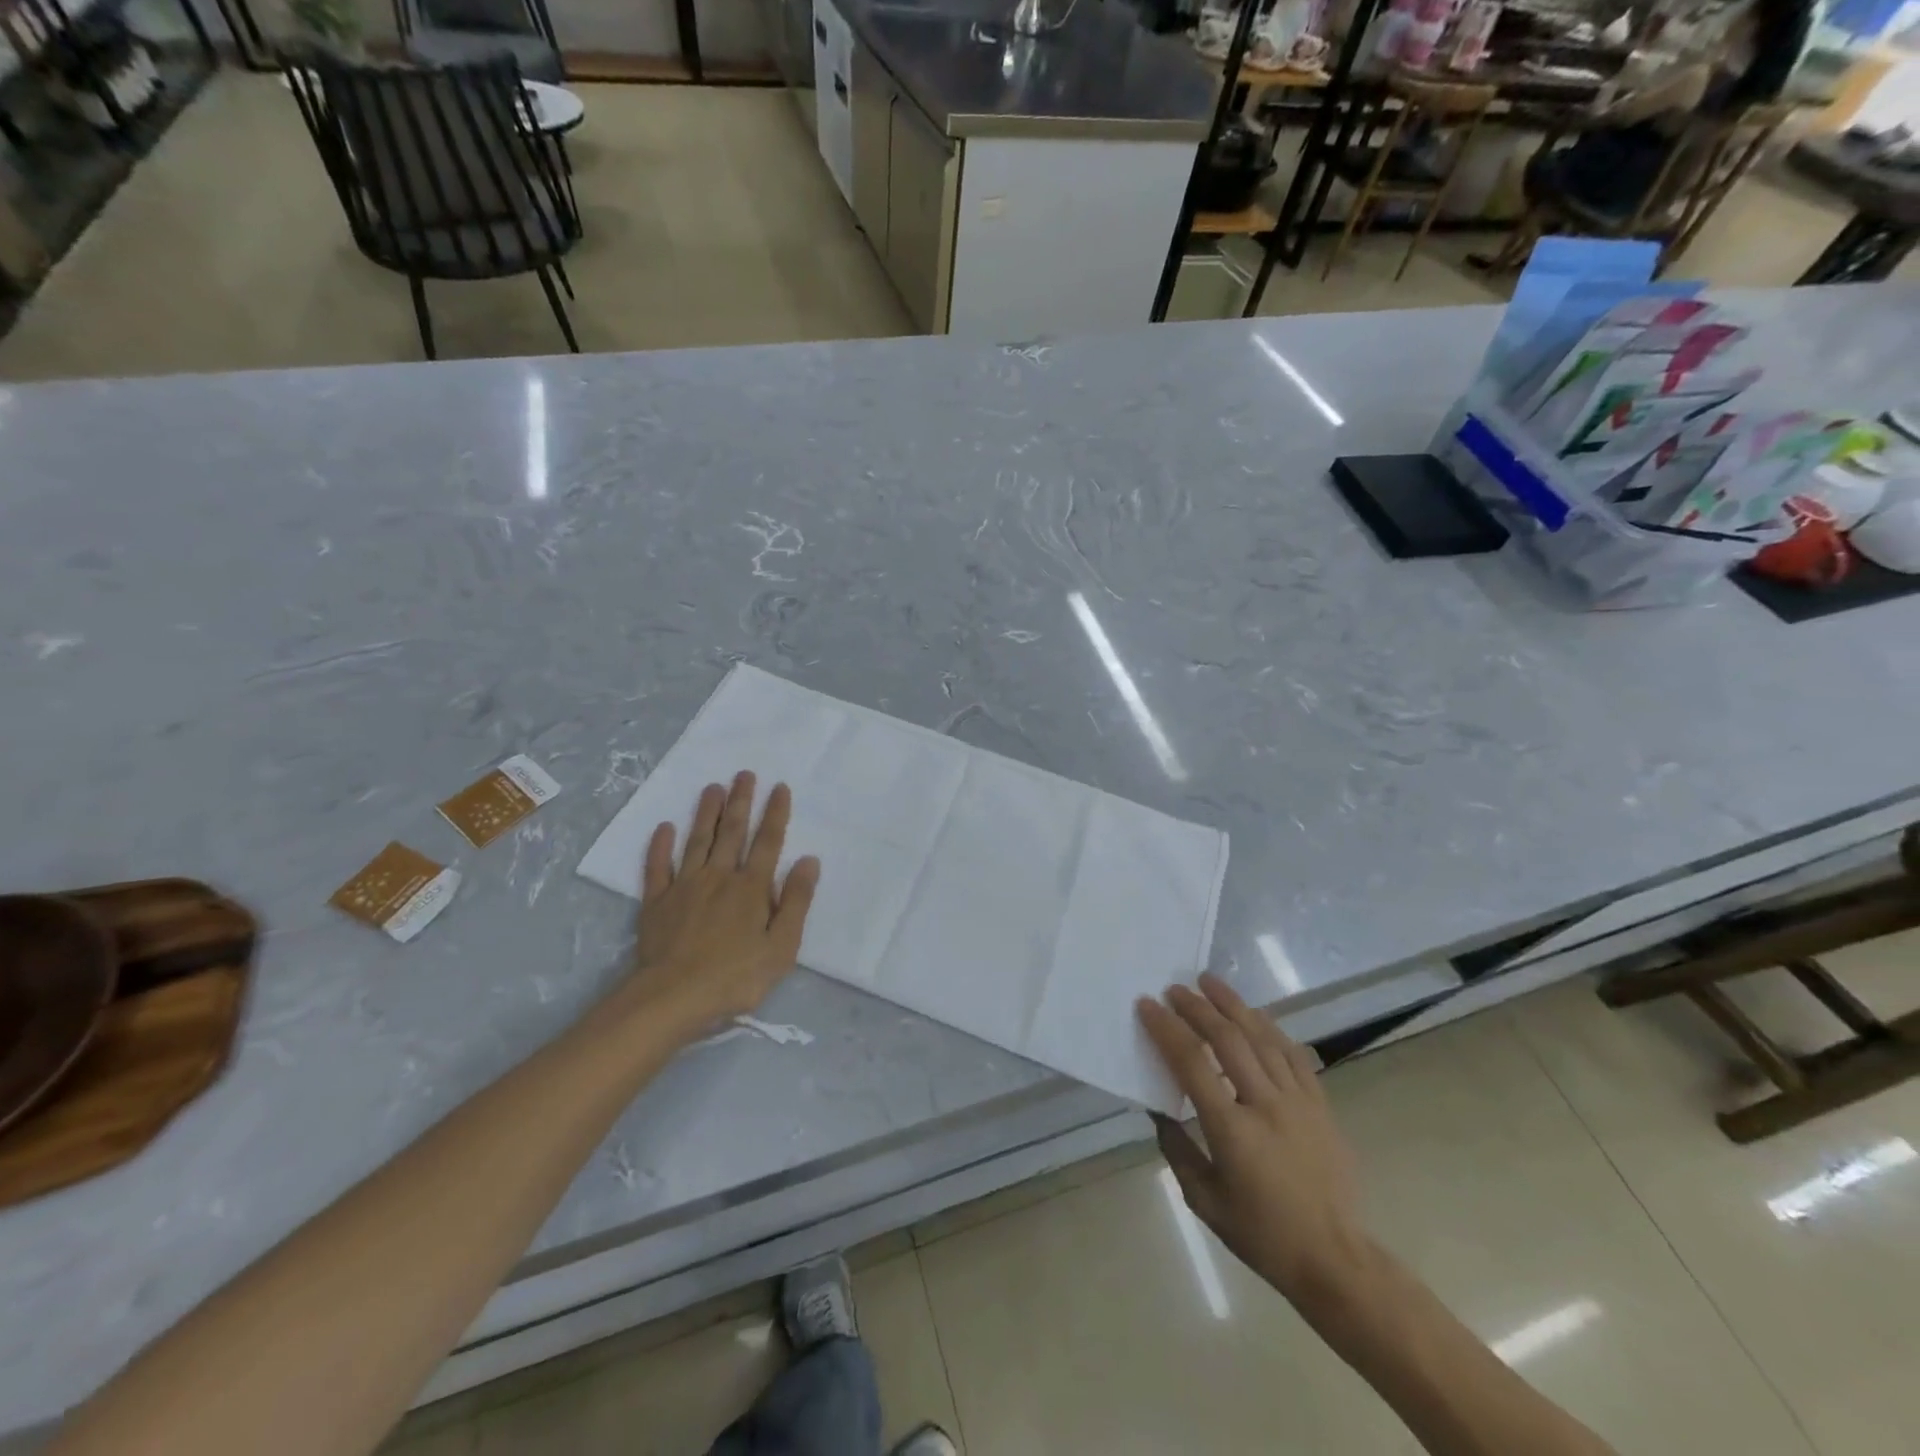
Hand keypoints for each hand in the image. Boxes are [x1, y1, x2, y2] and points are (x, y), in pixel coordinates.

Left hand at [625, 771, 819, 1043]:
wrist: (673, 998)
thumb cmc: (736, 976)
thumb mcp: (782, 946)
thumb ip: (796, 901)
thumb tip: (809, 860)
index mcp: (752, 888)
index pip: (768, 842)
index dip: (775, 813)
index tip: (779, 787)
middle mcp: (719, 877)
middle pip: (732, 832)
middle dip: (740, 801)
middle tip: (744, 774)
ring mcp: (684, 887)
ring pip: (697, 841)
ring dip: (706, 813)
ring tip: (712, 787)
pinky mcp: (656, 903)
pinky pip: (658, 867)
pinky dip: (661, 846)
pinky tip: (665, 827)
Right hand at [1137, 974, 1370, 1306]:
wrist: (1335, 1259)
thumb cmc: (1262, 1235)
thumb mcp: (1204, 1200)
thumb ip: (1177, 1148)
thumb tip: (1159, 1108)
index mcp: (1232, 1131)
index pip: (1192, 1064)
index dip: (1167, 1029)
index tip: (1147, 1005)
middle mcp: (1265, 1105)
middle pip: (1228, 1040)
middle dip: (1198, 1007)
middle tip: (1175, 988)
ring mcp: (1298, 1102)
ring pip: (1262, 1038)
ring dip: (1233, 1006)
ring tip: (1210, 982)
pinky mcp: (1320, 1105)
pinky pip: (1293, 1054)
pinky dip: (1270, 1029)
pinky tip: (1254, 1016)